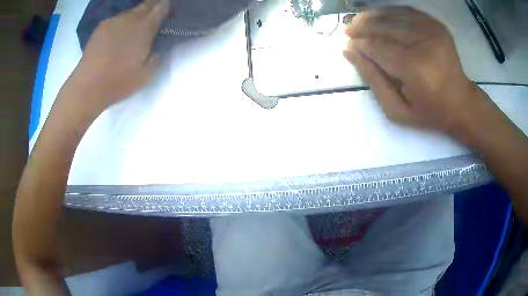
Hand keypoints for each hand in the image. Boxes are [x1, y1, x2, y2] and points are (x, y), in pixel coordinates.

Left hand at [64, 0, 168, 112]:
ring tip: (134, 25)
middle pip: (145, 5)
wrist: (88, 86)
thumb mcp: (145, 76)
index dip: (166, 6)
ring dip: (135, 16)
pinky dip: (120, 23)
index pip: (161, 8)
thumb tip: (155, 50)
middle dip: (152, 6)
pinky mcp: (100, 28)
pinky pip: (115, 20)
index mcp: (145, 28)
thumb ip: (155, 59)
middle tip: (154, 12)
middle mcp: (130, 19)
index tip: (168, 8)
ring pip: (129, 12)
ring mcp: (113, 21)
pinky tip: (117, 33)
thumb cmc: (118, 82)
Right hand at [344, 6, 485, 133]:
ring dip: (372, 16)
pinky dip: (390, 11)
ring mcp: (432, 31)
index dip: (359, 44)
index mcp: (415, 69)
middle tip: (349, 29)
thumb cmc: (430, 112)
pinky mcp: (437, 25)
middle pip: (383, 26)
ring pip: (392, 14)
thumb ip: (373, 79)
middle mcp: (424, 44)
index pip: (377, 47)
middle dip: (361, 26)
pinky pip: (407, 11)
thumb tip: (349, 51)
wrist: (462, 103)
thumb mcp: (397, 110)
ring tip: (360, 21)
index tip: (348, 45)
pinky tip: (380, 17)